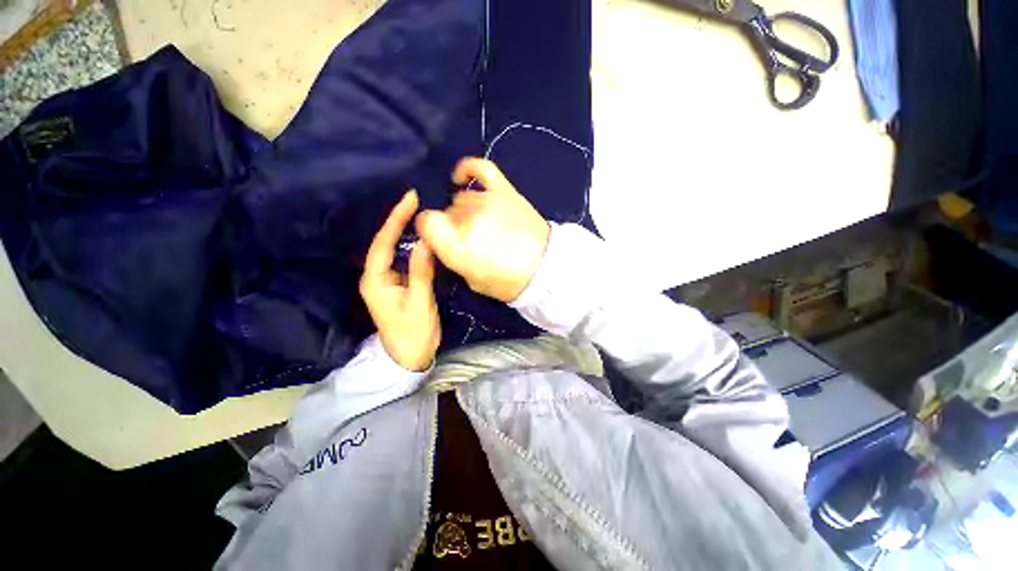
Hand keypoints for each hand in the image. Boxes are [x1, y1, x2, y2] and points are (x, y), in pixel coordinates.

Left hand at [359, 190, 439, 371]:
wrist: (410, 357)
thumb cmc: (413, 333)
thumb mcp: (419, 303)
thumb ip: (421, 273)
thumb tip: (427, 242)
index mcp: (375, 280)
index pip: (383, 243)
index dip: (395, 219)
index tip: (409, 198)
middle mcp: (377, 276)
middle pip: (385, 242)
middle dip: (399, 220)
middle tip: (416, 199)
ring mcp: (388, 280)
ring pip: (395, 250)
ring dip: (405, 231)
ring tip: (420, 212)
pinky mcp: (399, 284)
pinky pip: (404, 259)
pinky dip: (413, 246)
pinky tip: (423, 237)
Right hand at [416, 158, 549, 302]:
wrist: (545, 268)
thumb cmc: (508, 282)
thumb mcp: (472, 281)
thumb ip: (453, 258)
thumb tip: (445, 241)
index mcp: (458, 245)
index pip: (426, 222)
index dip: (428, 229)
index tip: (436, 236)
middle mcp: (468, 218)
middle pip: (446, 211)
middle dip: (451, 225)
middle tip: (468, 238)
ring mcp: (487, 200)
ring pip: (462, 198)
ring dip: (465, 210)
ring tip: (479, 222)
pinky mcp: (504, 190)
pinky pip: (480, 169)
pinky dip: (467, 169)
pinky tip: (460, 178)